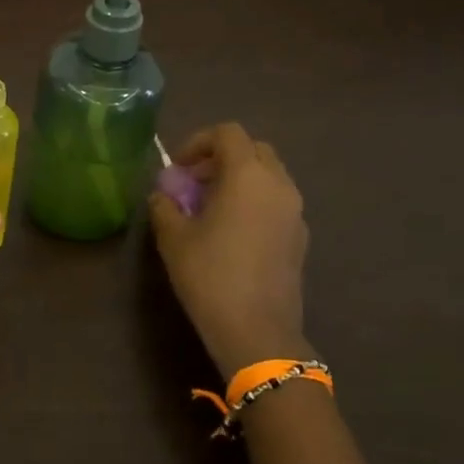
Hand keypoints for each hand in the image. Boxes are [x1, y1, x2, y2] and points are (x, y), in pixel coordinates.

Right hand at [149, 122, 311, 376]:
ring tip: (211, 207)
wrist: (257, 330)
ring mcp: (295, 211)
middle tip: (195, 182)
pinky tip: (233, 232)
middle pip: (254, 149)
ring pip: (269, 175)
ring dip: (240, 179)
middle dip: (222, 157)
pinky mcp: (300, 236)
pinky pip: (277, 201)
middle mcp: (278, 184)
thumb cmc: (210, 275)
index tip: (177, 168)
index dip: (198, 142)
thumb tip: (163, 195)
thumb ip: (165, 206)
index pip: (227, 133)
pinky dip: (255, 201)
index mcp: (248, 175)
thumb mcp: (173, 238)